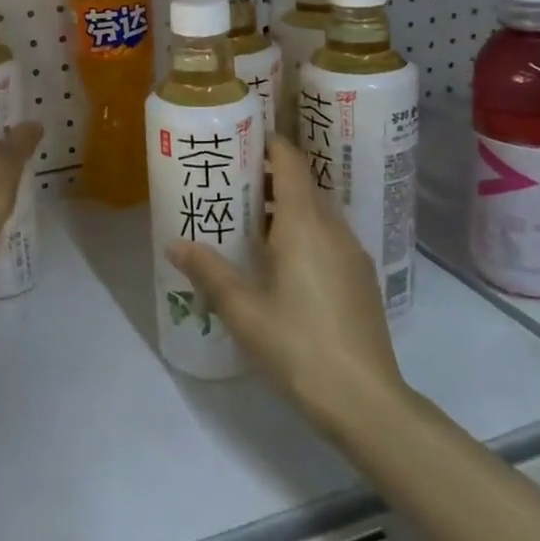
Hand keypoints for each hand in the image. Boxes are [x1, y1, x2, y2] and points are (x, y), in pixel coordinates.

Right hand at [167, 136, 403, 428]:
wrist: (364, 400)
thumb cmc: (297, 344)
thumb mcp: (241, 308)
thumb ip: (208, 270)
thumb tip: (174, 244)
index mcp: (304, 224)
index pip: (290, 162)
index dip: (268, 144)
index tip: (240, 140)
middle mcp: (332, 228)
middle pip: (303, 183)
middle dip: (268, 175)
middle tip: (230, 181)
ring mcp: (352, 254)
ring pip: (317, 212)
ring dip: (286, 206)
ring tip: (248, 220)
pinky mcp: (360, 279)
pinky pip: (328, 236)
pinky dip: (303, 231)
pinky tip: (280, 260)